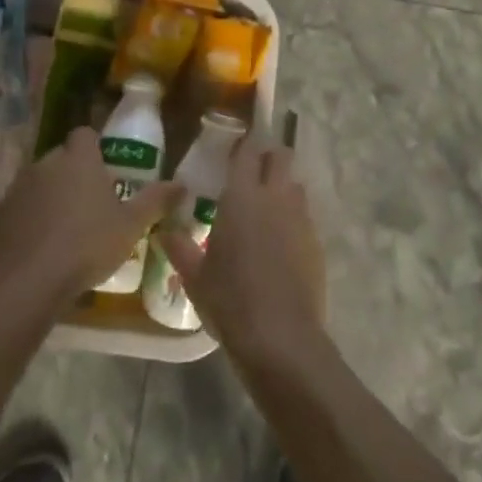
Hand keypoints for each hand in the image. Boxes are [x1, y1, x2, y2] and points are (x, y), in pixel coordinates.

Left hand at [0, 124, 180, 310]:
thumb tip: (182, 184)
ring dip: (50, 196)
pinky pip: (19, 208)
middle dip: (74, 173)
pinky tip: (39, 245)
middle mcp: (46, 163)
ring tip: (65, 228)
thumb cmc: (87, 245)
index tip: (106, 170)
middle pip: (62, 158)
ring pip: (39, 182)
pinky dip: (28, 219)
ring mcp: (18, 187)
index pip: (85, 134)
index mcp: (78, 158)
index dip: (95, 148)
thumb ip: (156, 200)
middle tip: (91, 203)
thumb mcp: (131, 225)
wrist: (28, 282)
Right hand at [156, 137, 326, 368]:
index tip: (236, 147)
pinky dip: (293, 219)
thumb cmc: (230, 300)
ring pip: (295, 185)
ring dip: (283, 187)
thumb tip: (164, 230)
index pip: (248, 151)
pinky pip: (304, 216)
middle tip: (252, 173)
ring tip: (266, 209)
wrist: (281, 337)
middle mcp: (275, 196)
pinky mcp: (316, 241)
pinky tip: (280, 244)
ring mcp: (300, 217)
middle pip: (281, 156)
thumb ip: (179, 247)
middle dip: (269, 157)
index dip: (244, 144)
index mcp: (243, 195)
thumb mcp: (195, 276)